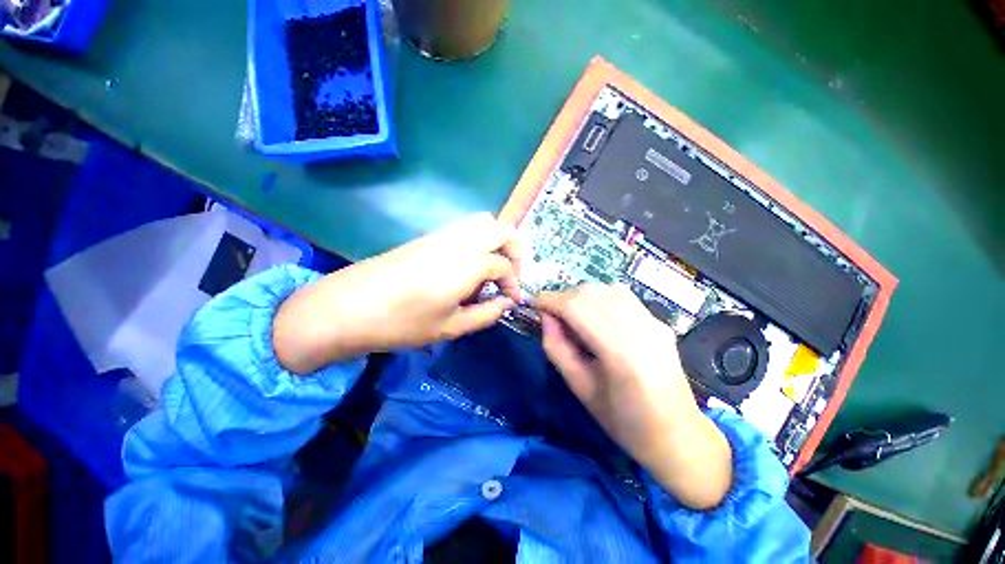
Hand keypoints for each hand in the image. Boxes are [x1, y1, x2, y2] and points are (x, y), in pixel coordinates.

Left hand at [273, 213, 520, 373]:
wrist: (349, 307)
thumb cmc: (403, 322)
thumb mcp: (451, 327)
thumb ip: (486, 314)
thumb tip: (505, 304)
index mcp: (469, 263)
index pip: (504, 267)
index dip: (512, 285)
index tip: (510, 301)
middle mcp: (460, 240)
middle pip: (502, 230)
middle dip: (514, 251)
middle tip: (508, 276)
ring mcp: (442, 234)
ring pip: (483, 222)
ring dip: (496, 241)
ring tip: (490, 269)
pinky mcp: (428, 236)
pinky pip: (464, 227)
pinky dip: (477, 239)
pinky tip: (467, 265)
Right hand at [535, 284, 731, 508]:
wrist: (677, 436)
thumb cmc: (623, 422)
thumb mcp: (580, 387)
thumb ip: (557, 347)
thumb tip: (545, 317)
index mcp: (621, 354)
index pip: (577, 308)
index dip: (550, 300)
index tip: (534, 304)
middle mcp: (641, 330)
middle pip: (592, 293)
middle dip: (563, 297)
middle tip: (551, 314)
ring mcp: (655, 323)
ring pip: (607, 289)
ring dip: (581, 296)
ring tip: (571, 315)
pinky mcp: (660, 322)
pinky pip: (623, 297)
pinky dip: (600, 298)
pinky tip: (595, 316)